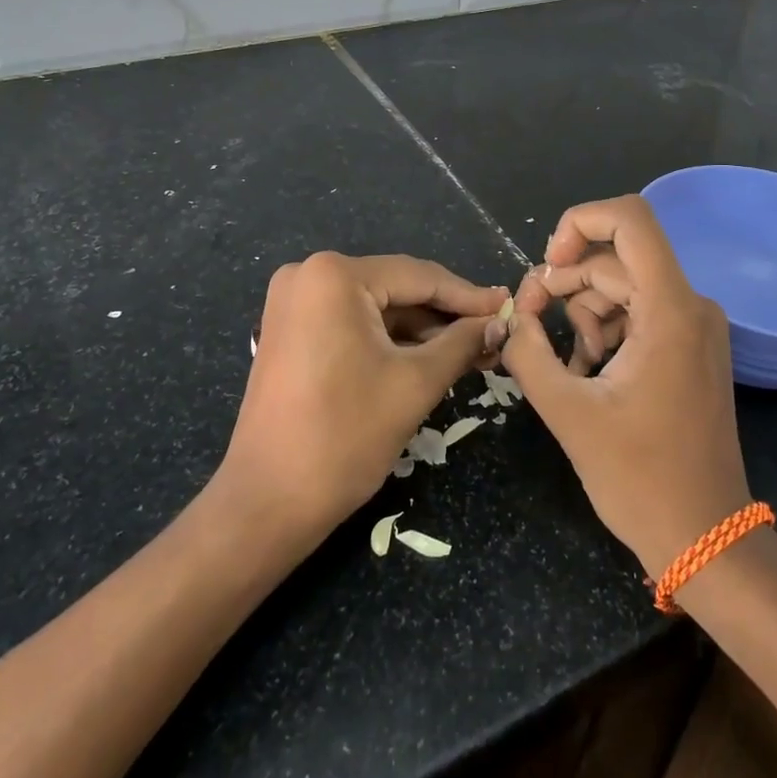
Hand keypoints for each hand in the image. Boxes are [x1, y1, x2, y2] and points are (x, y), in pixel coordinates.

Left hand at [218, 253, 506, 541]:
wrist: (267, 503)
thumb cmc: (345, 437)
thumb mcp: (415, 384)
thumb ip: (462, 343)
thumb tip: (500, 322)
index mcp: (335, 276)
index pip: (419, 277)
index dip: (469, 296)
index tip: (509, 307)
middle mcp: (309, 274)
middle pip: (397, 288)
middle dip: (446, 316)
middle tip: (494, 334)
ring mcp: (294, 302)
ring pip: (377, 307)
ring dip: (421, 330)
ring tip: (472, 350)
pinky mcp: (292, 330)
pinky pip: (353, 322)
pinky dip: (390, 340)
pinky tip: (430, 356)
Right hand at [497, 196, 752, 580]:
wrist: (706, 538)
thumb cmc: (639, 478)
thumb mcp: (568, 412)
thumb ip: (528, 353)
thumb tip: (513, 318)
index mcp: (670, 310)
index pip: (630, 219)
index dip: (580, 221)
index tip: (546, 265)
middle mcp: (691, 305)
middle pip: (616, 260)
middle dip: (565, 282)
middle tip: (527, 321)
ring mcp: (695, 327)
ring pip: (624, 287)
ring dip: (583, 313)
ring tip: (565, 363)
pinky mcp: (691, 348)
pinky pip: (639, 315)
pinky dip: (606, 331)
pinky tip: (587, 371)